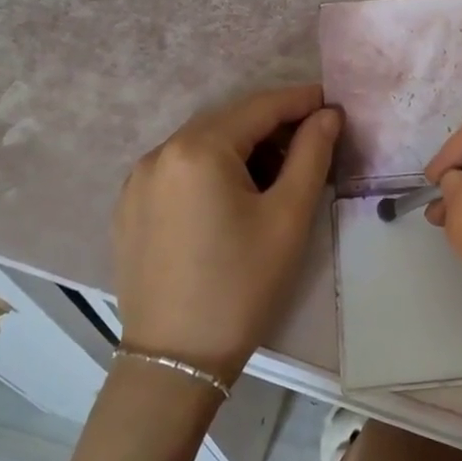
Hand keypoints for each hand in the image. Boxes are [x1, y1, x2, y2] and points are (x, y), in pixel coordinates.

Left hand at [114, 84, 339, 382]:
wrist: (176, 359)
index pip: (259, 106)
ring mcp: (137, 180)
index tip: (332, 104)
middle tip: (312, 142)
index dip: (300, 101)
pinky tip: (233, 196)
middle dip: (273, 125)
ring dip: (242, 147)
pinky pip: (179, 169)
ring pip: (202, 144)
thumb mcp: (288, 217)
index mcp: (197, 148)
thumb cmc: (242, 284)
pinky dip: (212, 169)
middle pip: (228, 122)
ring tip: (278, 172)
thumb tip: (327, 115)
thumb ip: (311, 154)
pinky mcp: (129, 207)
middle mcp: (160, 152)